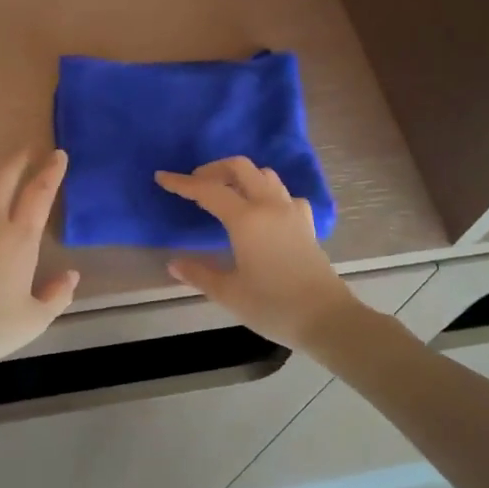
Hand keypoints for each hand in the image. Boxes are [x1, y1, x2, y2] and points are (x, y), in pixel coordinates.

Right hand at [156, 157, 360, 351]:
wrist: (326, 318)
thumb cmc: (272, 306)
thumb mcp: (228, 293)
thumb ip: (199, 274)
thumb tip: (173, 263)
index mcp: (246, 220)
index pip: (208, 191)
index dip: (182, 183)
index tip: (162, 178)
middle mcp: (270, 206)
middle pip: (240, 168)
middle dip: (213, 169)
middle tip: (195, 184)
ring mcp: (292, 212)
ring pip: (265, 176)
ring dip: (241, 176)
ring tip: (224, 193)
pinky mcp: (306, 224)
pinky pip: (283, 194)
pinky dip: (266, 192)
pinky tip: (261, 211)